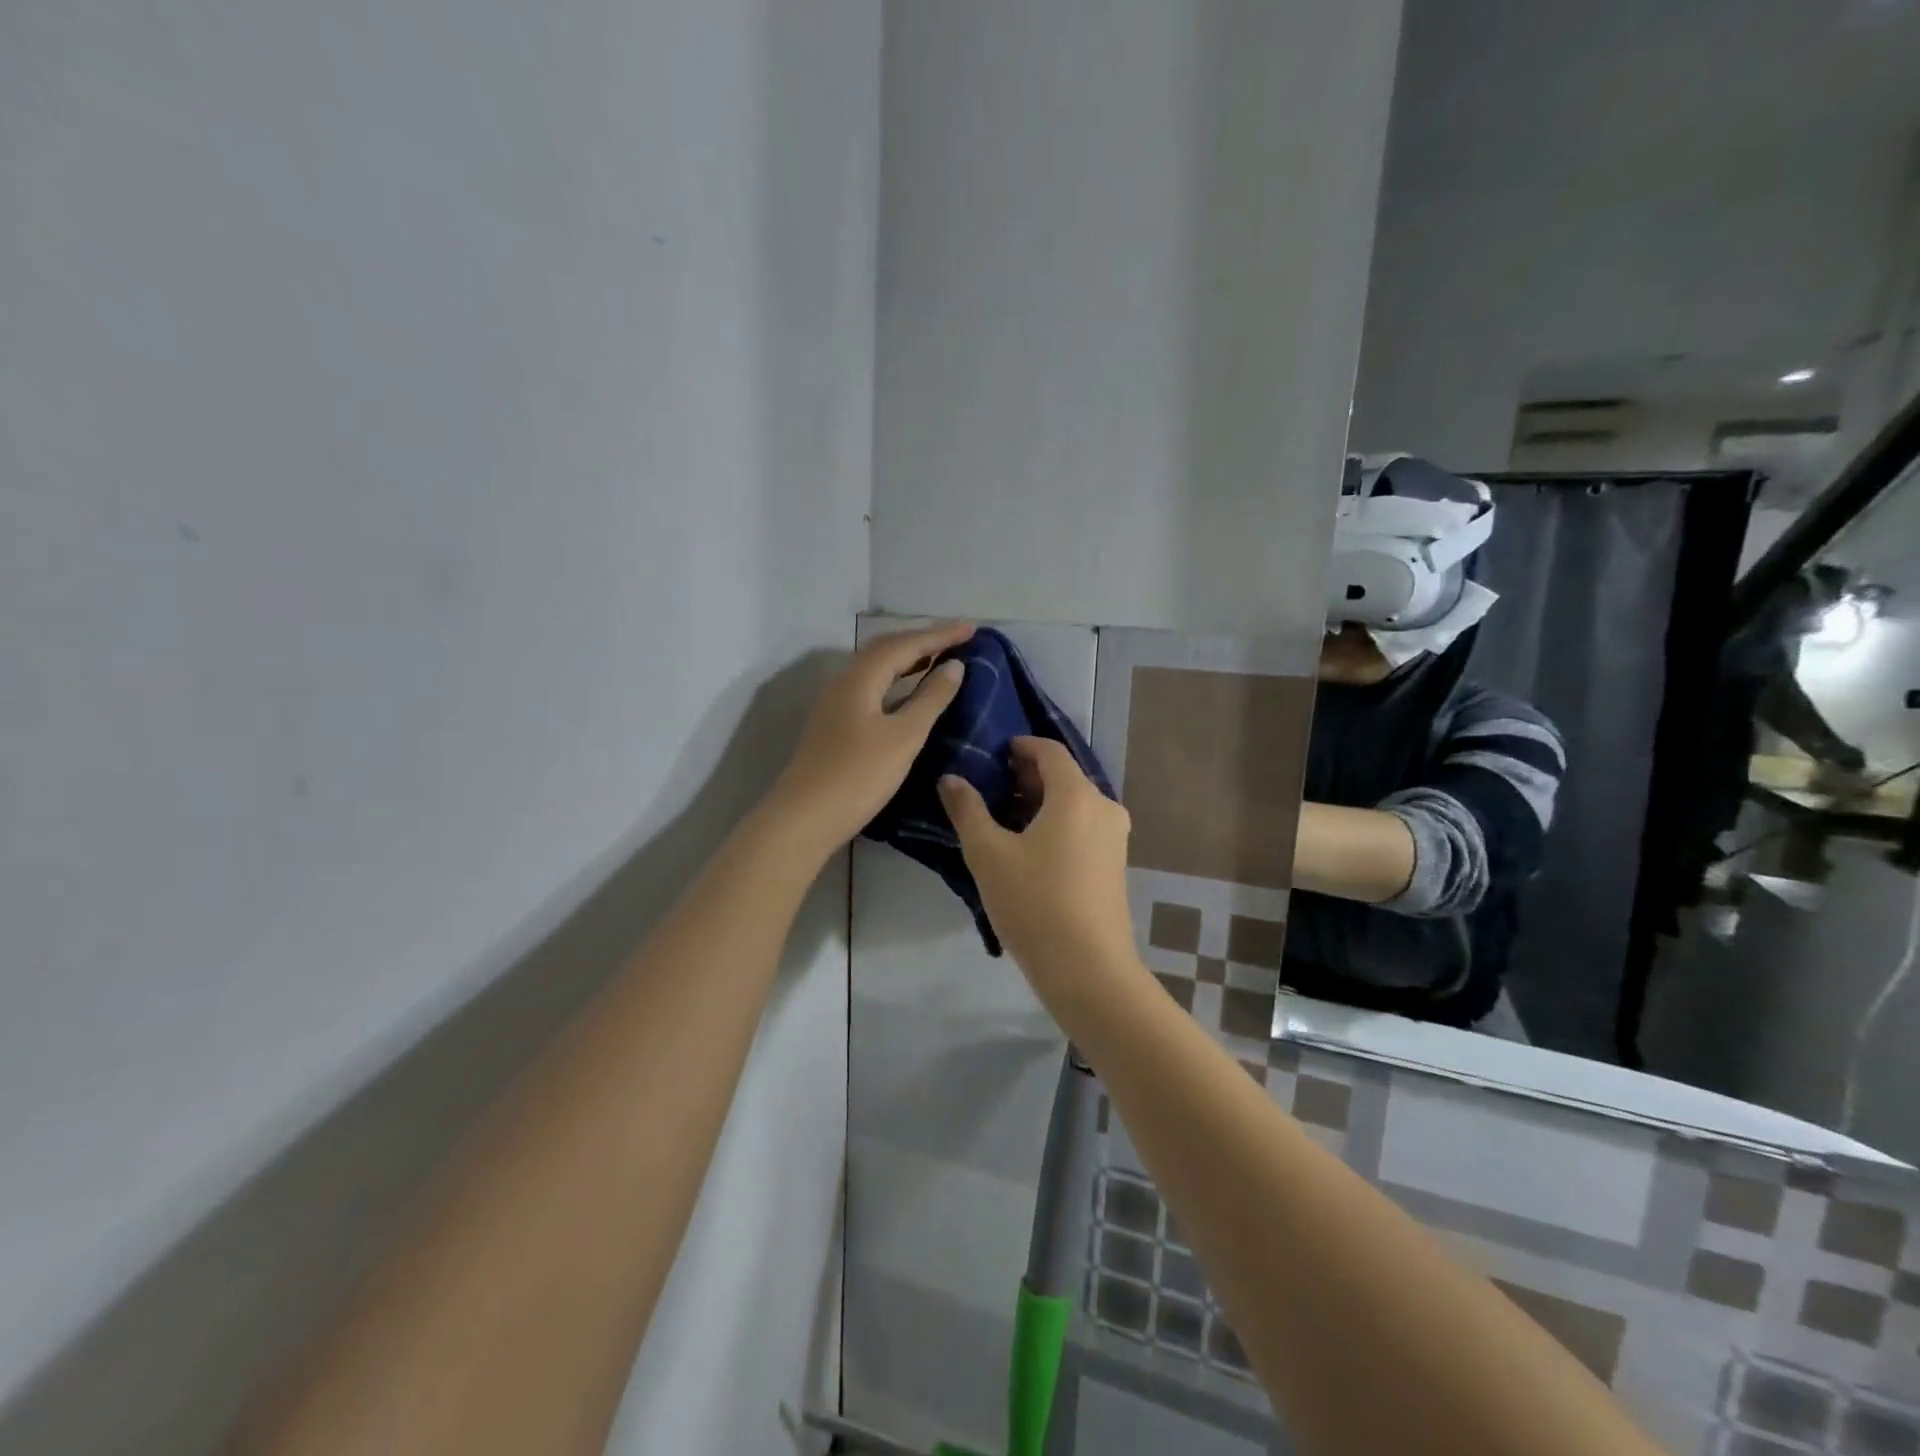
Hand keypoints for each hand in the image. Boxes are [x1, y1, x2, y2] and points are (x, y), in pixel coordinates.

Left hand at [767, 621, 974, 854]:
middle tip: (958, 638)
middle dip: (923, 640)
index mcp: (860, 678)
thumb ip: (930, 699)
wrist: (804, 819)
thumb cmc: (858, 776)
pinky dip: (896, 681)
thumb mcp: (904, 737)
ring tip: (939, 658)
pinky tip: (909, 694)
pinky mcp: (835, 725)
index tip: (973, 629)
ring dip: (909, 659)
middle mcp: (845, 682)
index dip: (940, 634)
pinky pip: (872, 688)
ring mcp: (836, 704)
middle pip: (886, 649)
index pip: (905, 644)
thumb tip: (954, 666)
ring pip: (877, 669)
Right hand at [938, 738, 1136, 988]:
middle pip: (1065, 777)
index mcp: (1076, 795)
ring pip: (1076, 804)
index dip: (1022, 746)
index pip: (1050, 752)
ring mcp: (1115, 838)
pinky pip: (1084, 828)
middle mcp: (1104, 808)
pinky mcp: (1116, 865)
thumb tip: (951, 779)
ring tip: (1006, 819)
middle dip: (1030, 776)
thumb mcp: (988, 855)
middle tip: (994, 786)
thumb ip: (968, 810)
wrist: (1088, 969)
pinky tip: (1032, 848)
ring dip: (1043, 802)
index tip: (997, 753)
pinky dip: (1058, 824)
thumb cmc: (1034, 903)